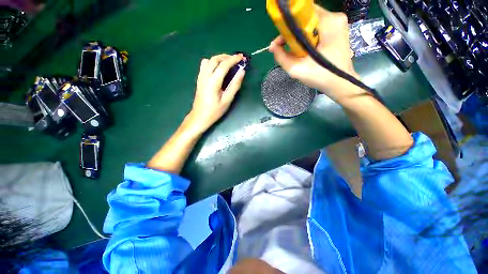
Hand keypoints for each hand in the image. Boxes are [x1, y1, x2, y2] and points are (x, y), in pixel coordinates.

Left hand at [187, 53, 244, 132]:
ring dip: (219, 58)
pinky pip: (204, 65)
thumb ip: (234, 85)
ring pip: (209, 60)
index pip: (224, 65)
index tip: (242, 57)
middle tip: (236, 60)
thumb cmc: (214, 111)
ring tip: (228, 63)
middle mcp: (205, 76)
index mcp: (213, 81)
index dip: (233, 59)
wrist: (200, 117)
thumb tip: (242, 72)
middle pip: (215, 59)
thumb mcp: (227, 100)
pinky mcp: (199, 79)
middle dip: (226, 57)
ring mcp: (200, 77)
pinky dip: (212, 62)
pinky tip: (218, 69)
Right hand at [269, 5, 361, 102]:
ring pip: (310, 23)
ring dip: (298, 36)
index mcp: (329, 24)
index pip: (302, 13)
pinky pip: (315, 28)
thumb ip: (282, 58)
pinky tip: (302, 50)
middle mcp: (335, 18)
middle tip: (283, 47)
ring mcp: (338, 23)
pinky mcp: (337, 29)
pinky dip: (306, 37)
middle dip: (292, 32)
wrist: (340, 83)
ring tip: (293, 51)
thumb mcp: (298, 70)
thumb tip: (273, 47)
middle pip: (306, 18)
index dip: (288, 26)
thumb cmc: (321, 77)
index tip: (281, 40)